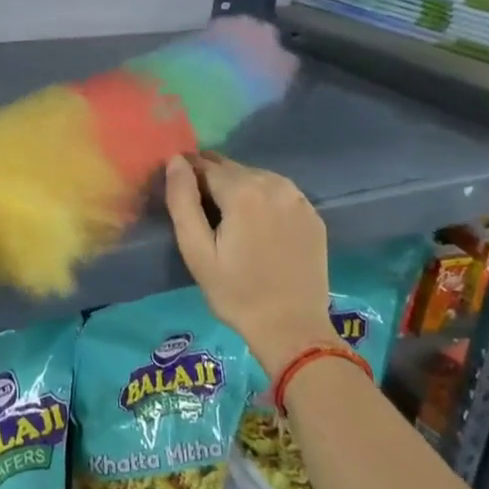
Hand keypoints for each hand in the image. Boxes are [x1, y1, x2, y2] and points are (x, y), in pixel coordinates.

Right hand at [163, 153, 332, 378]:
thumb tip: (175, 160)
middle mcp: (274, 184)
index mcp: (243, 191)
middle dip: (212, 180)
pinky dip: (263, 198)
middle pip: (232, 168)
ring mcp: (298, 198)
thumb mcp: (197, 250)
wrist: (292, 328)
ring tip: (229, 219)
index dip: (187, 174)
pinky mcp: (313, 214)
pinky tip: (258, 225)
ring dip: (238, 187)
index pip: (204, 164)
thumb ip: (182, 200)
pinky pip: (279, 193)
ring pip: (256, 176)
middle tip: (202, 211)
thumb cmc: (235, 292)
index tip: (180, 194)